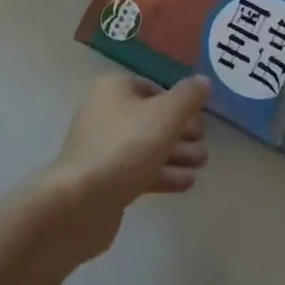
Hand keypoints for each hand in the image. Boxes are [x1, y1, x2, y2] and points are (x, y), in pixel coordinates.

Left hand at [40, 74, 210, 257]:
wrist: (80, 203)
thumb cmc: (125, 147)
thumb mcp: (166, 115)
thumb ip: (188, 97)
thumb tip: (203, 81)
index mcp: (115, 88)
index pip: (154, 88)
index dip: (180, 103)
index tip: (201, 119)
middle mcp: (105, 112)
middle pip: (151, 118)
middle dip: (181, 132)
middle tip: (204, 145)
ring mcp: (102, 147)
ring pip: (147, 145)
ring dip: (176, 154)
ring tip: (201, 164)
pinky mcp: (103, 179)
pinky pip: (138, 169)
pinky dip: (162, 173)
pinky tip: (186, 183)